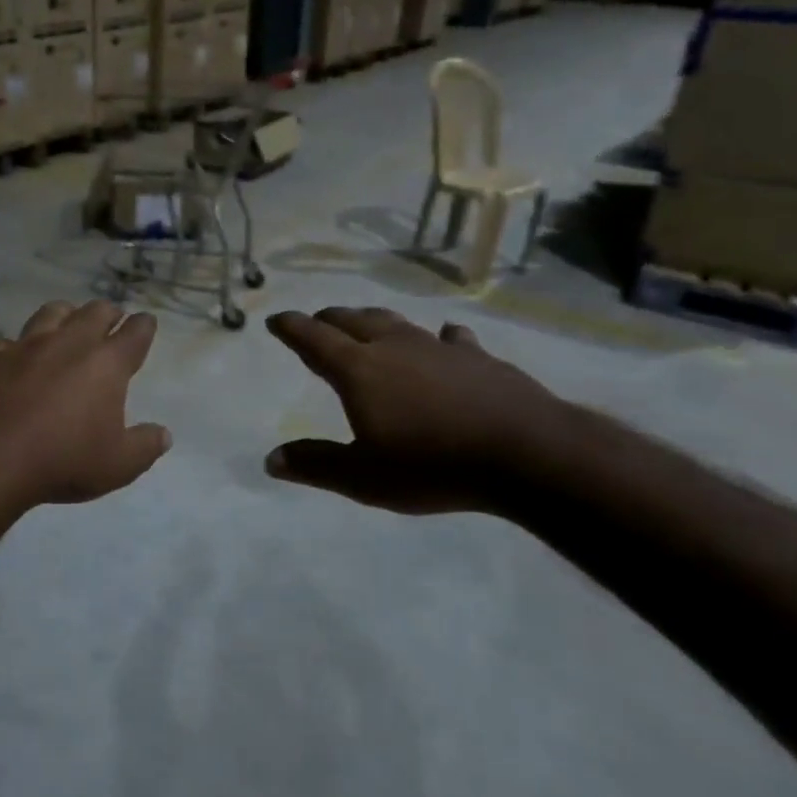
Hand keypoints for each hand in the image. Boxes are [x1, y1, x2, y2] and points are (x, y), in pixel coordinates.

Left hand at [0, 300, 171, 511]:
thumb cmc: (63, 461)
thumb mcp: (118, 466)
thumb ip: (145, 446)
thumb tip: (164, 435)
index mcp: (106, 364)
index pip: (135, 333)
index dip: (144, 326)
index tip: (146, 323)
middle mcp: (69, 343)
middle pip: (95, 312)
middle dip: (108, 313)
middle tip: (112, 320)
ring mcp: (26, 345)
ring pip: (52, 312)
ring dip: (66, 315)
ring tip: (67, 324)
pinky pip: (9, 341)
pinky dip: (19, 347)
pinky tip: (16, 359)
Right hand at [264, 307, 563, 513]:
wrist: (525, 453)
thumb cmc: (432, 465)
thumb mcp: (363, 477)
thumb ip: (316, 465)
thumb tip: (271, 460)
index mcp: (359, 370)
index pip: (313, 338)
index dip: (291, 327)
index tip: (275, 320)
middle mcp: (394, 347)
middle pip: (352, 320)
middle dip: (328, 319)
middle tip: (315, 322)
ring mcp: (438, 347)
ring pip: (396, 322)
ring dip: (373, 321)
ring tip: (365, 324)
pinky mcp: (477, 357)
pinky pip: (450, 338)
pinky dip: (438, 337)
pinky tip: (445, 337)